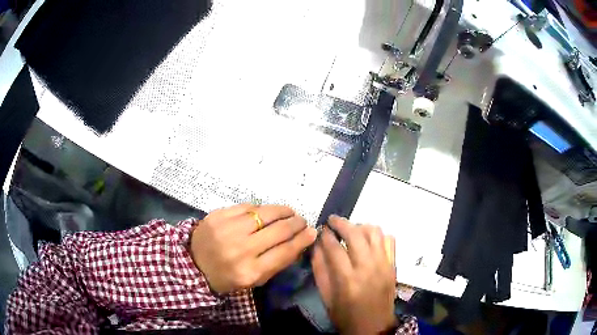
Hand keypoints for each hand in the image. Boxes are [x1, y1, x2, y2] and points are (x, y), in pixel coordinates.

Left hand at [189, 204, 316, 293]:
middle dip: (296, 223)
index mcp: (251, 271)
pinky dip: (261, 209)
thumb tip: (300, 241)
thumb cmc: (227, 277)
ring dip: (282, 211)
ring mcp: (228, 230)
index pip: (285, 251)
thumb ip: (277, 262)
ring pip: (265, 213)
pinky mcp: (218, 215)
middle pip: (278, 230)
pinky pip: (247, 206)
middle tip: (301, 220)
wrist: (193, 265)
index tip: (312, 231)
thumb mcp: (254, 279)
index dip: (303, 239)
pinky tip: (266, 211)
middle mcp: (241, 249)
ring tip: (289, 212)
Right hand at [312, 215, 396, 334]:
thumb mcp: (326, 297)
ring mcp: (384, 265)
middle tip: (332, 220)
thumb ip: (320, 270)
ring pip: (375, 232)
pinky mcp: (393, 266)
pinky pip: (389, 240)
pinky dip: (378, 235)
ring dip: (361, 226)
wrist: (374, 327)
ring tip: (352, 229)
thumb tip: (316, 246)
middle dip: (341, 223)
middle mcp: (368, 268)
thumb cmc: (346, 316)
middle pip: (355, 234)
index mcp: (348, 280)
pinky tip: (369, 240)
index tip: (320, 228)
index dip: (325, 235)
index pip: (335, 247)